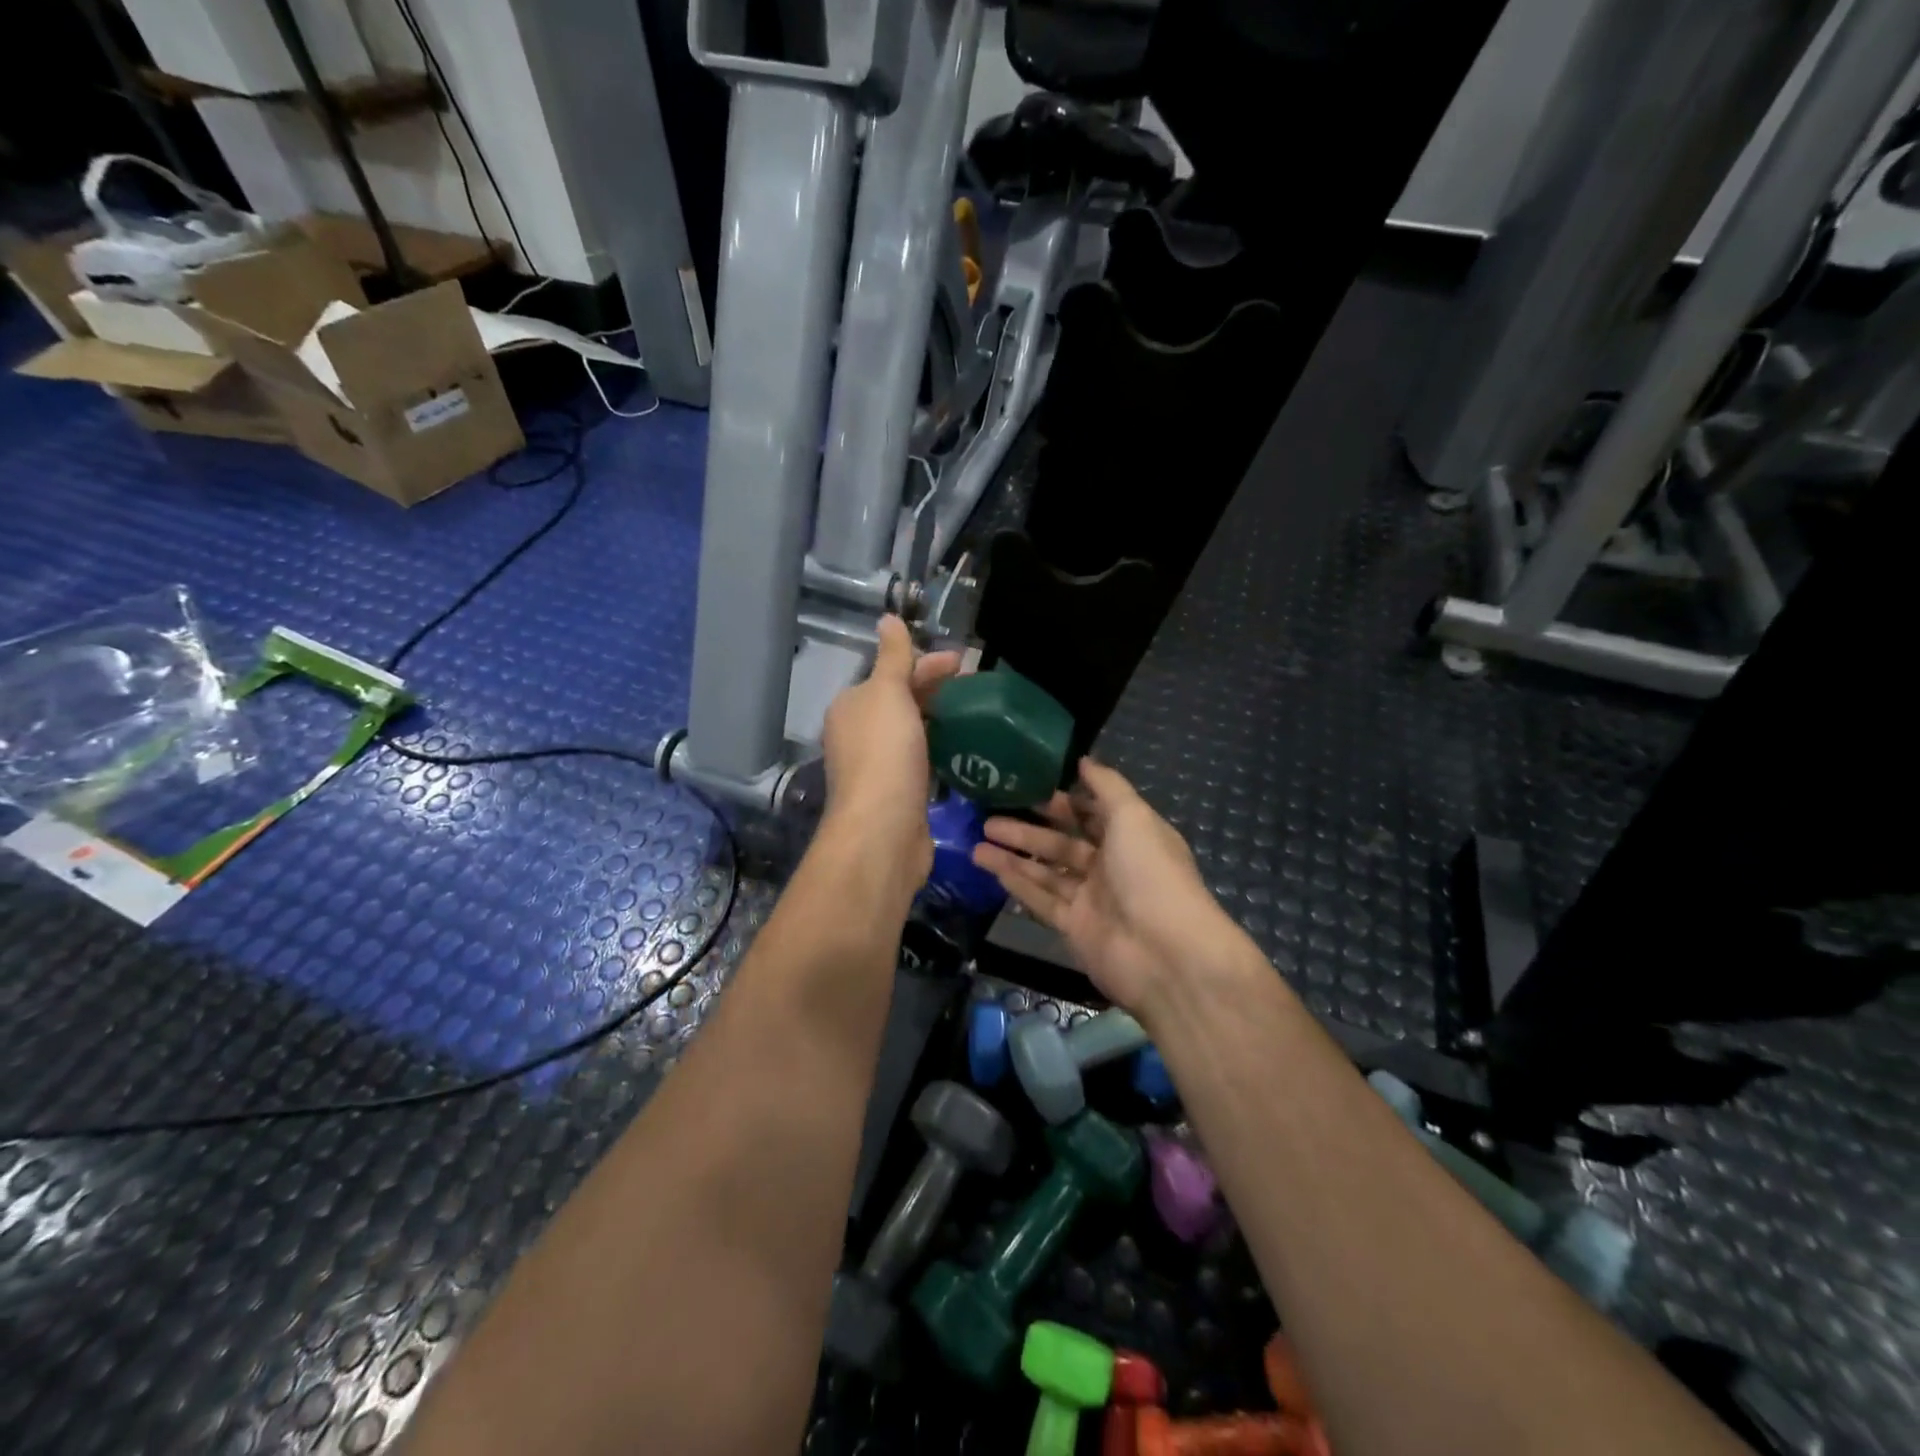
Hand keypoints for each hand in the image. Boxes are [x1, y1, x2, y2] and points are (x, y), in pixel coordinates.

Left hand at [820, 615, 961, 885]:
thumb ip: (893, 658)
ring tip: (974, 716)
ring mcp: (877, 767)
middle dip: (934, 691)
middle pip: (900, 702)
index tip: (964, 663)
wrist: (882, 831)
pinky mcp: (897, 794)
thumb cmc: (884, 755)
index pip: (891, 674)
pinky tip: (961, 751)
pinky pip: (920, 761)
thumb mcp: (888, 694)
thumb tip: (888, 617)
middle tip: (975, 688)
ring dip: (938, 721)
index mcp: (852, 706)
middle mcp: (858, 734)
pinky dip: (938, 750)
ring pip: (911, 733)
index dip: (926, 664)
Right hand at [971, 758, 1252, 1012]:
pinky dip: (1018, 884)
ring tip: (977, 841)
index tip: (1026, 786)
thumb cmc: (1151, 874)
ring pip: (1046, 870)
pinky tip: (991, 867)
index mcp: (1131, 836)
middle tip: (990, 815)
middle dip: (1029, 828)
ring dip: (1014, 855)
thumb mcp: (1133, 816)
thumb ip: (1107, 786)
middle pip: (1063, 842)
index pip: (1092, 813)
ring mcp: (1092, 899)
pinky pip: (1041, 899)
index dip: (1062, 800)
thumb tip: (1083, 760)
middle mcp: (1111, 865)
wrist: (1165, 955)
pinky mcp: (1075, 927)